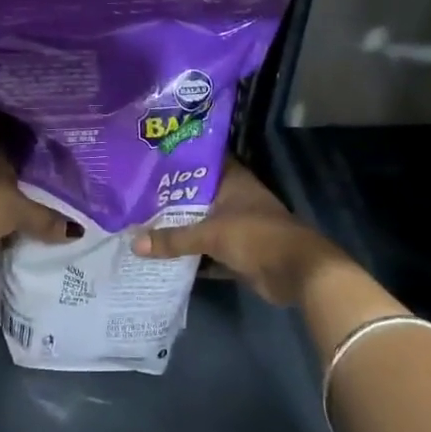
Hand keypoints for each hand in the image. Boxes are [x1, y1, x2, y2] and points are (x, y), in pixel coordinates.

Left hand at [0, 134, 76, 259]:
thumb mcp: (21, 211)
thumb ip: (47, 219)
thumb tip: (78, 231)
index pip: (5, 127)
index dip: (21, 128)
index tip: (42, 131)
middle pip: (0, 158)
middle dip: (20, 165)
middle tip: (48, 168)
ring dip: (9, 194)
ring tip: (39, 199)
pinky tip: (17, 230)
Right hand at [134, 160, 355, 306]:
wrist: (297, 273)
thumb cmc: (256, 236)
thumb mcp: (211, 234)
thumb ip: (173, 238)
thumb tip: (133, 243)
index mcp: (233, 181)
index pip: (202, 161)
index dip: (179, 158)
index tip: (151, 158)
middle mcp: (235, 199)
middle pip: (198, 194)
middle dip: (172, 196)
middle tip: (136, 194)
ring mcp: (237, 226)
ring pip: (202, 223)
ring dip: (180, 226)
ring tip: (142, 222)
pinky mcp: (238, 252)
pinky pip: (208, 250)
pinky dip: (191, 254)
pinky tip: (163, 255)